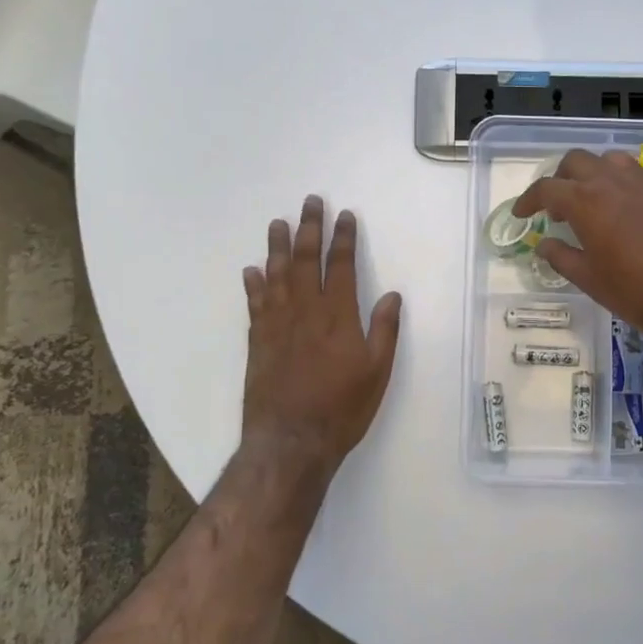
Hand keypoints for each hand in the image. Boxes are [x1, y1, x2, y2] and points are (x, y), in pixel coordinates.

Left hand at [241, 196, 402, 481]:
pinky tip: (251, 270)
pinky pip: (255, 304)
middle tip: (309, 202)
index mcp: (338, 317)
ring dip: (278, 247)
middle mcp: (305, 312)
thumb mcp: (377, 372)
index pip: (341, 266)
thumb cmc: (342, 409)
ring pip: (277, 276)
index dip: (344, 239)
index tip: (345, 215)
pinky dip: (253, 285)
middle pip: (306, 261)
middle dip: (310, 229)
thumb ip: (384, 331)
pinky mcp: (257, 342)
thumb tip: (391, 295)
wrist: (291, 442)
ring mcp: (277, 325)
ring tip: (277, 223)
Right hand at [512, 151, 642, 340]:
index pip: (546, 189)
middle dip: (561, 178)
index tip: (522, 214)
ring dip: (597, 172)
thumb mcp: (588, 279)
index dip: (528, 200)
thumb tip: (544, 244)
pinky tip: (638, 193)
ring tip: (595, 197)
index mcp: (585, 202)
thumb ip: (561, 256)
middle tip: (558, 207)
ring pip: (612, 158)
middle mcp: (612, 182)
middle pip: (576, 161)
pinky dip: (641, 174)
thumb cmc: (634, 292)